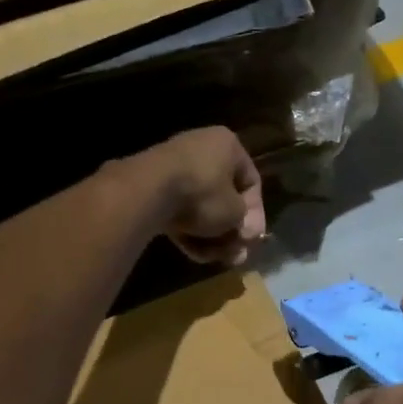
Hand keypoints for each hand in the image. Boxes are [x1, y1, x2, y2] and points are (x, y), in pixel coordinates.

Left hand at [137, 127, 265, 264]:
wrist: (147, 191)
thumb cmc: (202, 194)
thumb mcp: (235, 212)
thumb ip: (245, 223)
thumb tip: (244, 235)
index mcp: (227, 145)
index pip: (251, 181)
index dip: (256, 214)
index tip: (252, 238)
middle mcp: (202, 149)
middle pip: (224, 197)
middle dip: (230, 230)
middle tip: (235, 255)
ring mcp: (174, 166)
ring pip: (201, 207)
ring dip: (210, 236)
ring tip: (214, 258)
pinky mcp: (153, 186)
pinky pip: (179, 210)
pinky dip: (188, 231)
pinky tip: (194, 253)